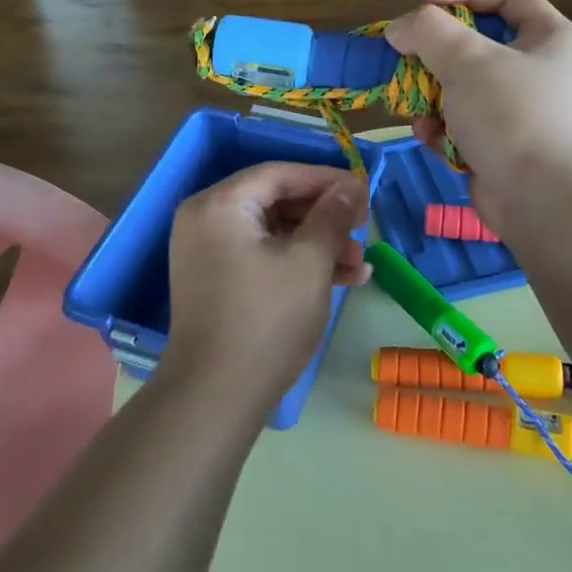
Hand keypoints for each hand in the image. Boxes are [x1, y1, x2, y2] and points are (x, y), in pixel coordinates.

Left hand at [162, 163, 370, 418]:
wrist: (216, 397)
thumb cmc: (266, 319)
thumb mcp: (309, 262)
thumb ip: (332, 215)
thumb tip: (351, 185)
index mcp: (220, 205)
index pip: (279, 174)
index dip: (326, 179)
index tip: (365, 190)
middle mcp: (206, 220)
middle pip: (275, 201)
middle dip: (324, 216)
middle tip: (364, 227)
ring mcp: (208, 253)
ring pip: (272, 232)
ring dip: (317, 243)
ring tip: (360, 263)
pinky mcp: (217, 282)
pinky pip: (261, 257)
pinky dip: (296, 264)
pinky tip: (342, 280)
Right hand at [384, 0, 571, 234]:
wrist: (543, 201)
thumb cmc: (512, 116)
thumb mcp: (467, 59)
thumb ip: (428, 31)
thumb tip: (399, 27)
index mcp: (550, 39)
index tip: (424, 2)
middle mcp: (540, 72)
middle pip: (477, 47)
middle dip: (436, 56)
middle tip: (406, 60)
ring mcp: (521, 113)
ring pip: (462, 89)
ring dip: (432, 97)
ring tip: (417, 109)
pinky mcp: (502, 148)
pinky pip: (463, 126)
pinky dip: (443, 130)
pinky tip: (432, 139)